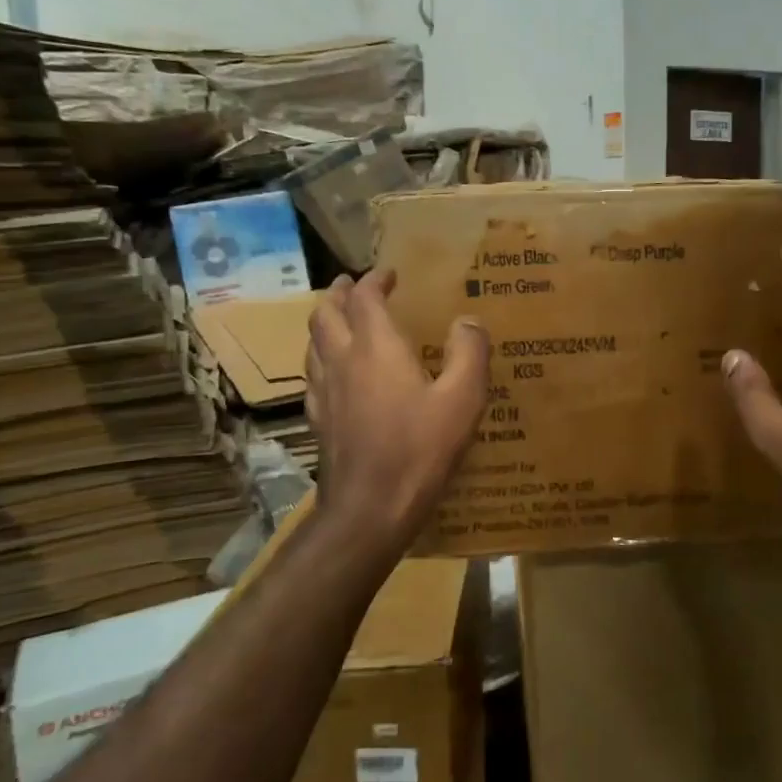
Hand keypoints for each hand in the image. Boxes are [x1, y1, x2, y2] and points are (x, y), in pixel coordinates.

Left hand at [305, 269, 489, 550]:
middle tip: (352, 285)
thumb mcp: (463, 399)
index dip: (374, 280)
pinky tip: (334, 372)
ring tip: (340, 320)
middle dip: (339, 294)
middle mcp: (342, 360)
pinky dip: (322, 357)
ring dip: (325, 322)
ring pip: (312, 342)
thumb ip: (469, 353)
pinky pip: (312, 374)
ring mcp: (323, 391)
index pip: (365, 298)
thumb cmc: (420, 449)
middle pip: (326, 313)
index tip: (389, 274)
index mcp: (376, 347)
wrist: (370, 508)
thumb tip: (468, 320)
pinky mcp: (317, 419)